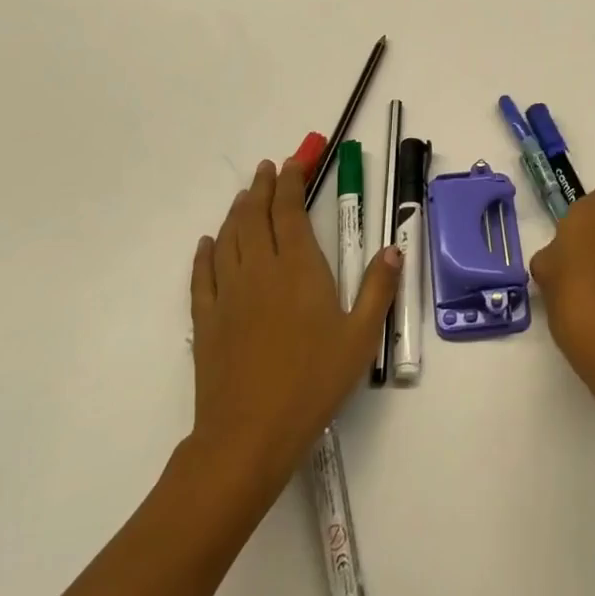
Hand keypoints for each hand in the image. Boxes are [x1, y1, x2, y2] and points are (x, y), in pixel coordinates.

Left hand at [187, 155, 398, 500]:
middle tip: (268, 168)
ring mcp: (227, 294)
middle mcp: (260, 271)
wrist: (249, 433)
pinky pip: (202, 275)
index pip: (289, 212)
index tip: (295, 162)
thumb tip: (393, 249)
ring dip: (237, 212)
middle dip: (263, 188)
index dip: (291, 182)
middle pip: (256, 217)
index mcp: (298, 269)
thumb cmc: (313, 382)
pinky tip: (207, 243)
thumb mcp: (360, 337)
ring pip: (228, 239)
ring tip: (245, 196)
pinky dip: (205, 253)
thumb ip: (377, 289)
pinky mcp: (206, 320)